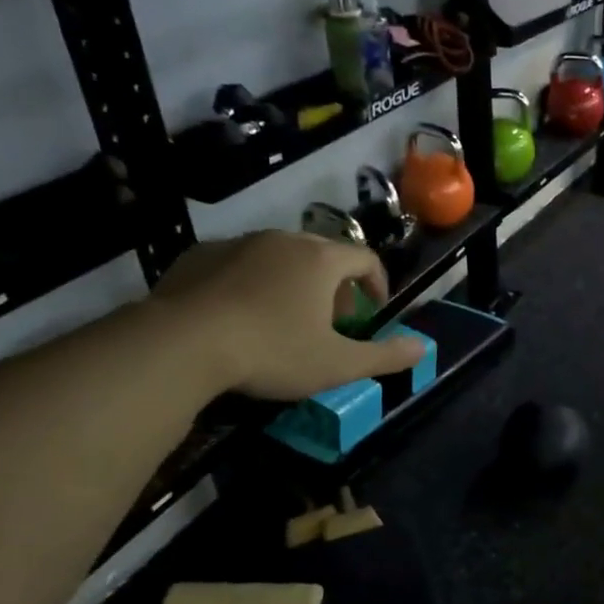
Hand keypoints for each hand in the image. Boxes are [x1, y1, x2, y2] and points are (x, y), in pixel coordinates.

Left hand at [153, 231, 423, 400]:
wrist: (181, 344)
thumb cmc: (273, 351)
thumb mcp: (337, 364)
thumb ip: (384, 356)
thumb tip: (423, 348)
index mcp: (321, 259)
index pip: (365, 258)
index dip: (377, 283)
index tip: (372, 311)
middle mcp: (283, 239)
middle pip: (323, 253)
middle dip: (334, 284)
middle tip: (330, 320)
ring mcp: (238, 243)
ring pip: (278, 255)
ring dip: (292, 281)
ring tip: (283, 319)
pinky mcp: (198, 255)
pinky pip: (238, 263)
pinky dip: (250, 282)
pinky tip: (238, 316)